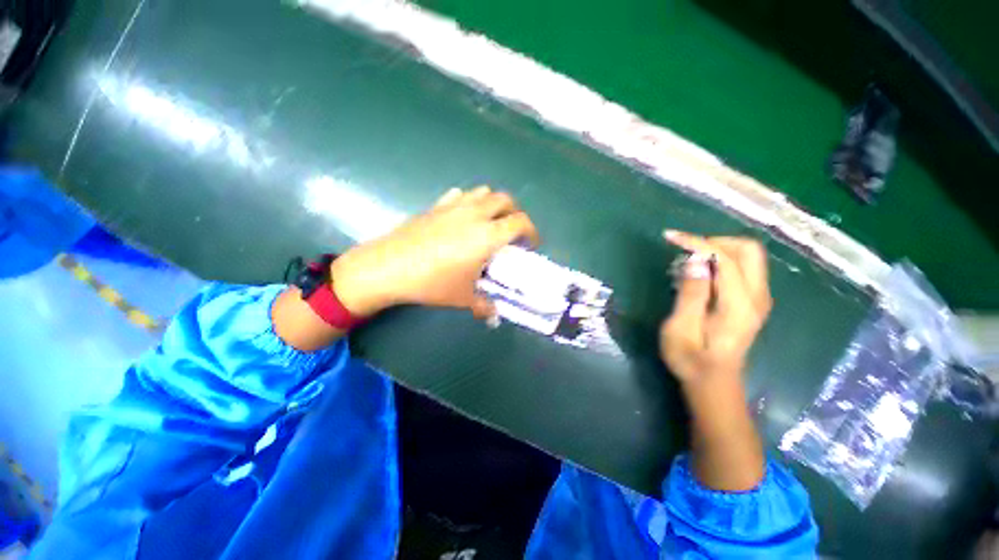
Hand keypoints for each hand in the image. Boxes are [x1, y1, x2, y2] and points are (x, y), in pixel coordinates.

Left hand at [330, 186, 539, 318]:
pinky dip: (468, 202)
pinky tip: (461, 218)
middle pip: (505, 200)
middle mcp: (475, 214)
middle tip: (511, 232)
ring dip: (493, 204)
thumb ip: (484, 306)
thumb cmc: (432, 283)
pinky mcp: (436, 205)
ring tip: (489, 222)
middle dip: (515, 213)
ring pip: (483, 192)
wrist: (388, 268)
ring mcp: (454, 206)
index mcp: (488, 235)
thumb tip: (493, 316)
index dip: (531, 232)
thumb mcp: (463, 297)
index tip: (530, 245)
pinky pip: (459, 195)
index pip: (521, 222)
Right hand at [659, 231, 772, 388]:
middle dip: (715, 241)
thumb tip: (696, 261)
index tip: (671, 238)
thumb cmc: (690, 359)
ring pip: (749, 257)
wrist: (712, 382)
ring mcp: (759, 299)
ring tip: (689, 258)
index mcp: (739, 305)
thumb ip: (691, 294)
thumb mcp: (681, 329)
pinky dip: (722, 260)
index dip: (698, 243)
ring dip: (718, 249)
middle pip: (749, 250)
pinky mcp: (752, 302)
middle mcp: (757, 298)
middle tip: (685, 249)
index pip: (726, 259)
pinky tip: (701, 271)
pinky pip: (744, 268)